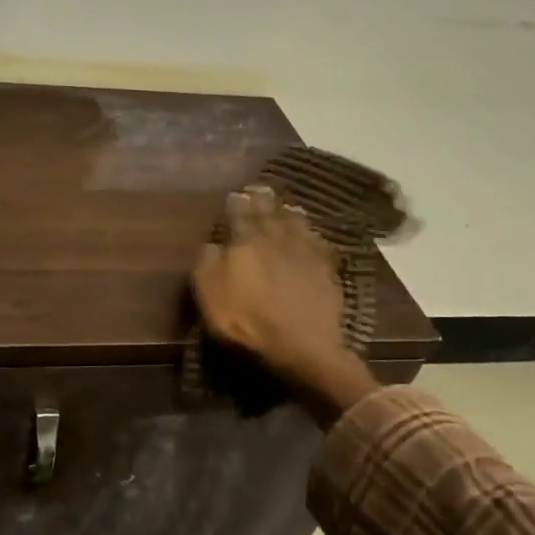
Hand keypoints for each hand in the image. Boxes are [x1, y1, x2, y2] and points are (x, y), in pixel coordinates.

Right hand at [191, 184, 376, 426]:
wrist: (301, 346)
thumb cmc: (246, 321)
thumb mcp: (210, 294)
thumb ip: (207, 263)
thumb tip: (212, 243)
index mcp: (246, 241)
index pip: (240, 213)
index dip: (236, 202)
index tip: (235, 193)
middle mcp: (276, 238)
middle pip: (270, 212)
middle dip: (263, 199)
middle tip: (260, 189)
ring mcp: (305, 252)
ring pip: (297, 223)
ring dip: (289, 212)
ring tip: (287, 206)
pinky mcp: (327, 270)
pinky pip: (319, 243)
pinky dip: (313, 235)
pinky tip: (313, 235)